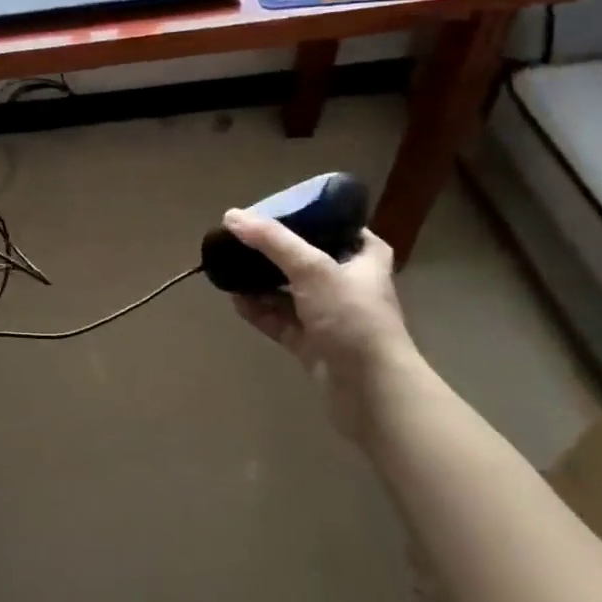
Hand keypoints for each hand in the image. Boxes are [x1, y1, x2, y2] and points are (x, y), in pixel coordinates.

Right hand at [221, 213, 418, 438]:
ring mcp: (329, 316)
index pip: (340, 226)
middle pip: (306, 258)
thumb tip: (231, 216)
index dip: (312, 217)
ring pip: (289, 291)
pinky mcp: (311, 344)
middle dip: (274, 251)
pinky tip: (234, 299)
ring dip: (261, 281)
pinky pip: (279, 320)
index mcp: (364, 259)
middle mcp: (348, 284)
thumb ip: (272, 240)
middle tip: (242, 238)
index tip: (279, 210)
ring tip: (229, 266)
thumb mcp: (312, 268)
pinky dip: (259, 310)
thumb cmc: (352, 317)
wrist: (371, 391)